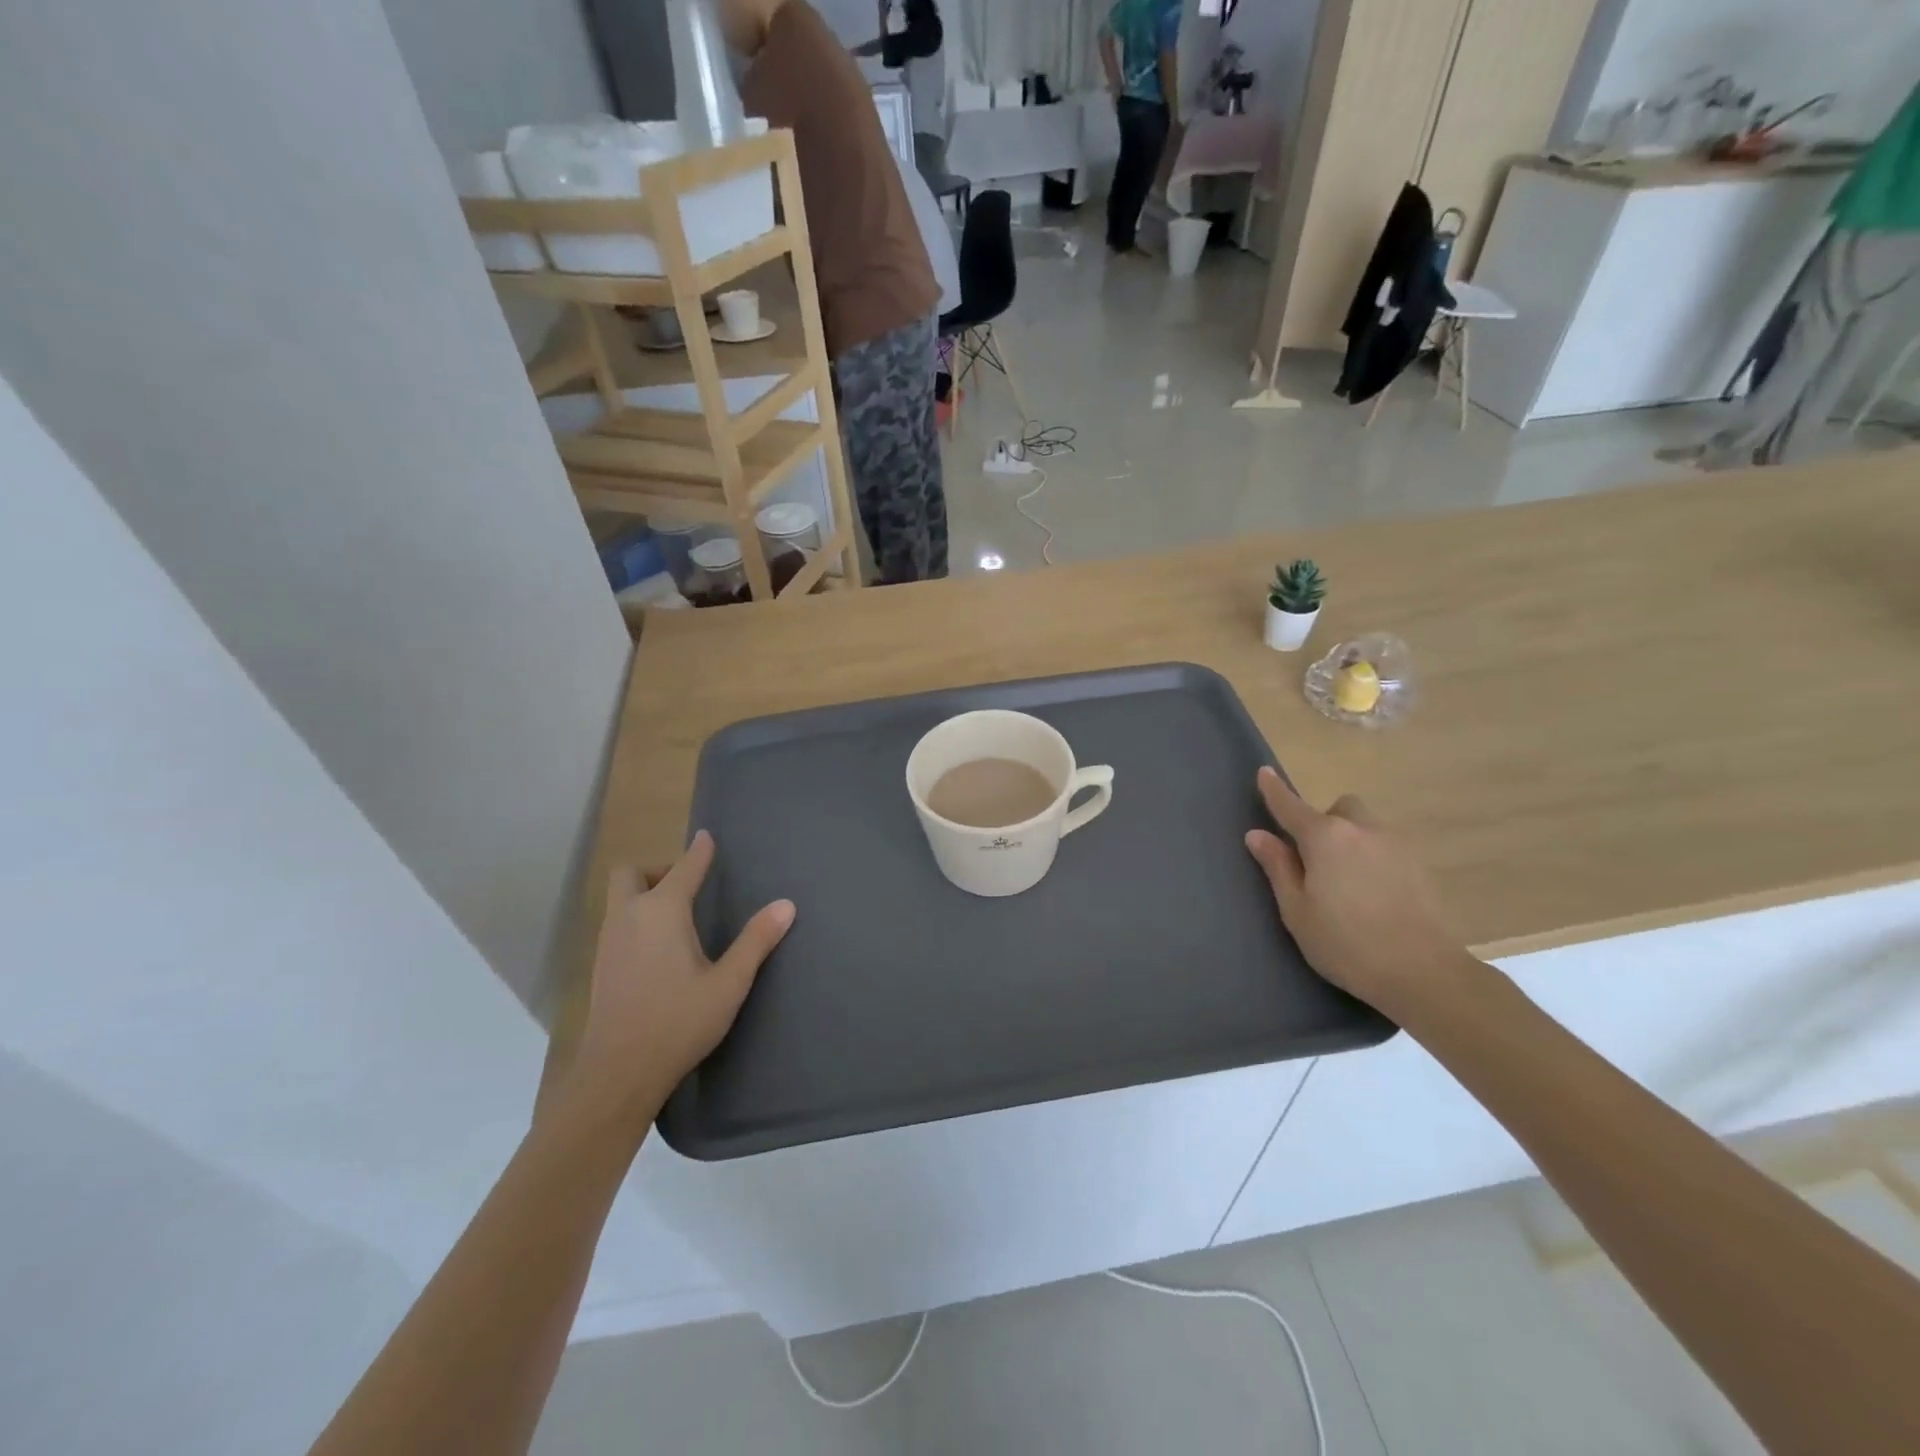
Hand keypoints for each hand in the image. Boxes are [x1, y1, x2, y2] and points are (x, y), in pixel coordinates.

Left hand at [569, 831, 794, 1120]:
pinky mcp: (600, 966)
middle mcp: (629, 916)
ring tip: (677, 916)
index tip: (707, 837)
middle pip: (631, 873)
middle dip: (656, 870)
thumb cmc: (679, 1022)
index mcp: (662, 912)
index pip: (684, 868)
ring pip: (620, 899)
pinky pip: (616, 922)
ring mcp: (608, 941)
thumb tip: (786, 905)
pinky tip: (657, 948)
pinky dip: (635, 918)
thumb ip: (756, 941)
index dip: (699, 851)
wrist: (618, 1073)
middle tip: (685, 887)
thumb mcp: (729, 983)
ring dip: (644, 893)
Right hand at [1244, 768, 1471, 1016]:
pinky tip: (1373, 894)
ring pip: (1366, 827)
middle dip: (1324, 822)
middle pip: (1339, 809)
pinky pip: (1386, 848)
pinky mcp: (1421, 866)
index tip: (1263, 772)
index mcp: (1325, 838)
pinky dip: (1373, 858)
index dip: (1274, 790)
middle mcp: (1362, 830)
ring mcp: (1396, 845)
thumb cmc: (1346, 943)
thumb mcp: (1297, 910)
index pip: (1290, 806)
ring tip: (1346, 882)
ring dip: (1350, 840)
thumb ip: (1278, 867)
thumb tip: (1258, 835)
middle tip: (1315, 859)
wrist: (1424, 972)